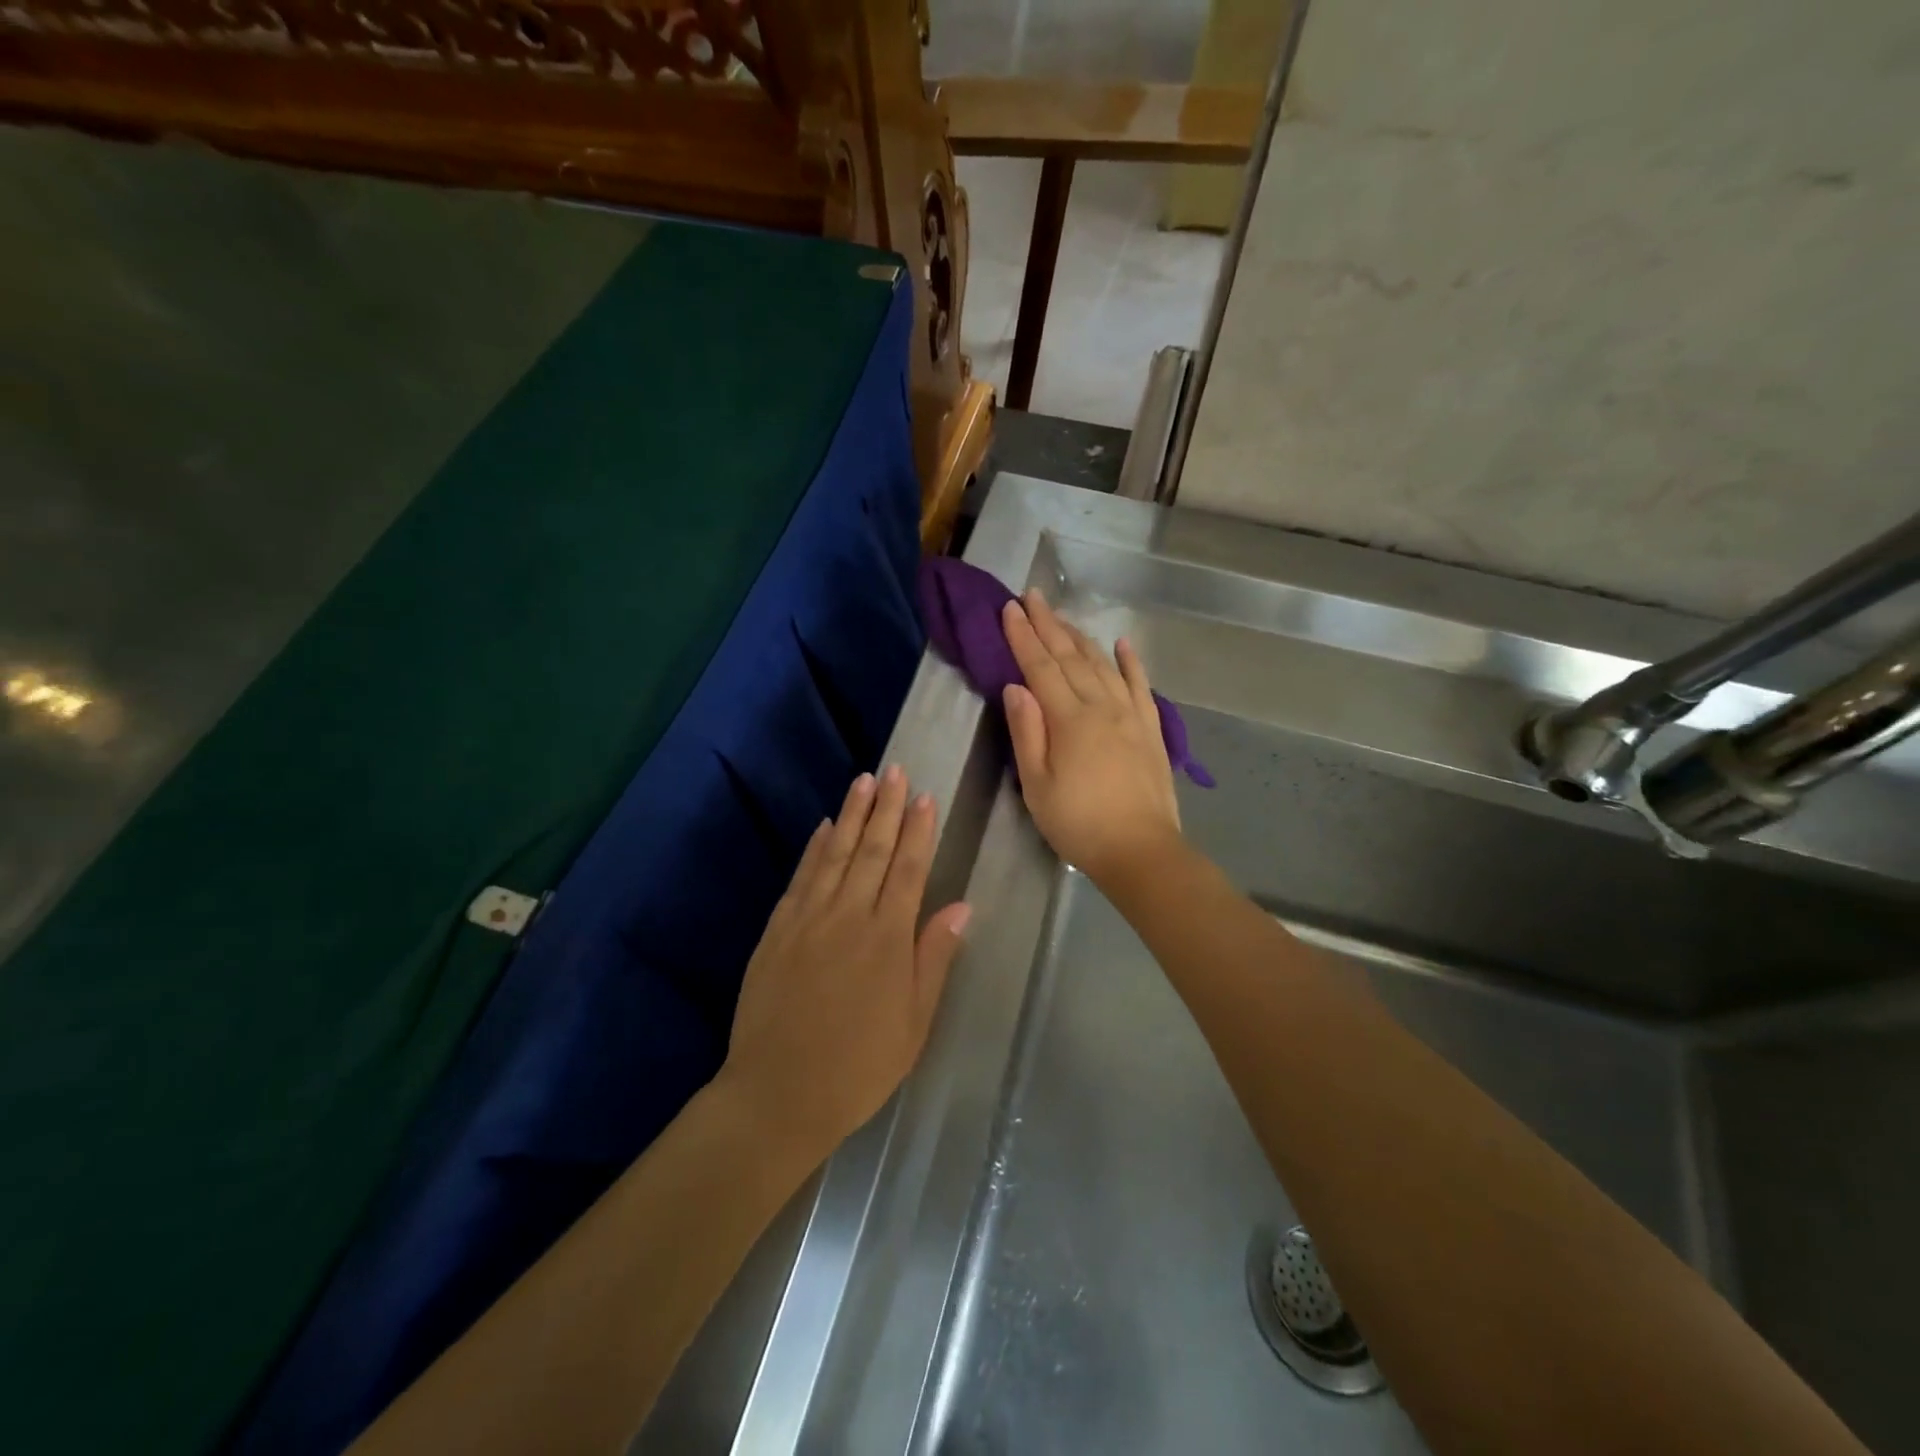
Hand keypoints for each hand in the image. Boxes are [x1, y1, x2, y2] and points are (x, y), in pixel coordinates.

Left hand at [720, 766, 970, 1158]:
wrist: (779, 1093)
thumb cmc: (859, 1065)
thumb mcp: (914, 1021)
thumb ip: (934, 957)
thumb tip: (961, 906)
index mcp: (887, 938)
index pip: (909, 869)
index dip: (919, 830)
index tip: (926, 797)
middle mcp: (849, 916)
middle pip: (873, 851)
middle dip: (887, 808)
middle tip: (896, 771)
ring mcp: (809, 919)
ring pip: (836, 854)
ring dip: (852, 815)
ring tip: (864, 781)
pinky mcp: (778, 930)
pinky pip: (801, 878)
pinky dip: (814, 849)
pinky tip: (824, 827)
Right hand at [1001, 589, 1183, 885]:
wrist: (1141, 850)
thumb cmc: (1078, 823)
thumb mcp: (1037, 784)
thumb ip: (1027, 732)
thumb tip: (1015, 686)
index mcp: (1069, 719)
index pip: (1040, 667)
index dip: (1023, 637)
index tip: (1009, 609)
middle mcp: (1101, 706)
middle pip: (1071, 656)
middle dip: (1049, 624)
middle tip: (1033, 596)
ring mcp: (1131, 714)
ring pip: (1102, 664)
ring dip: (1081, 636)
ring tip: (1063, 616)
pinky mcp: (1151, 728)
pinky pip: (1140, 685)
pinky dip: (1131, 661)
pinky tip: (1122, 644)